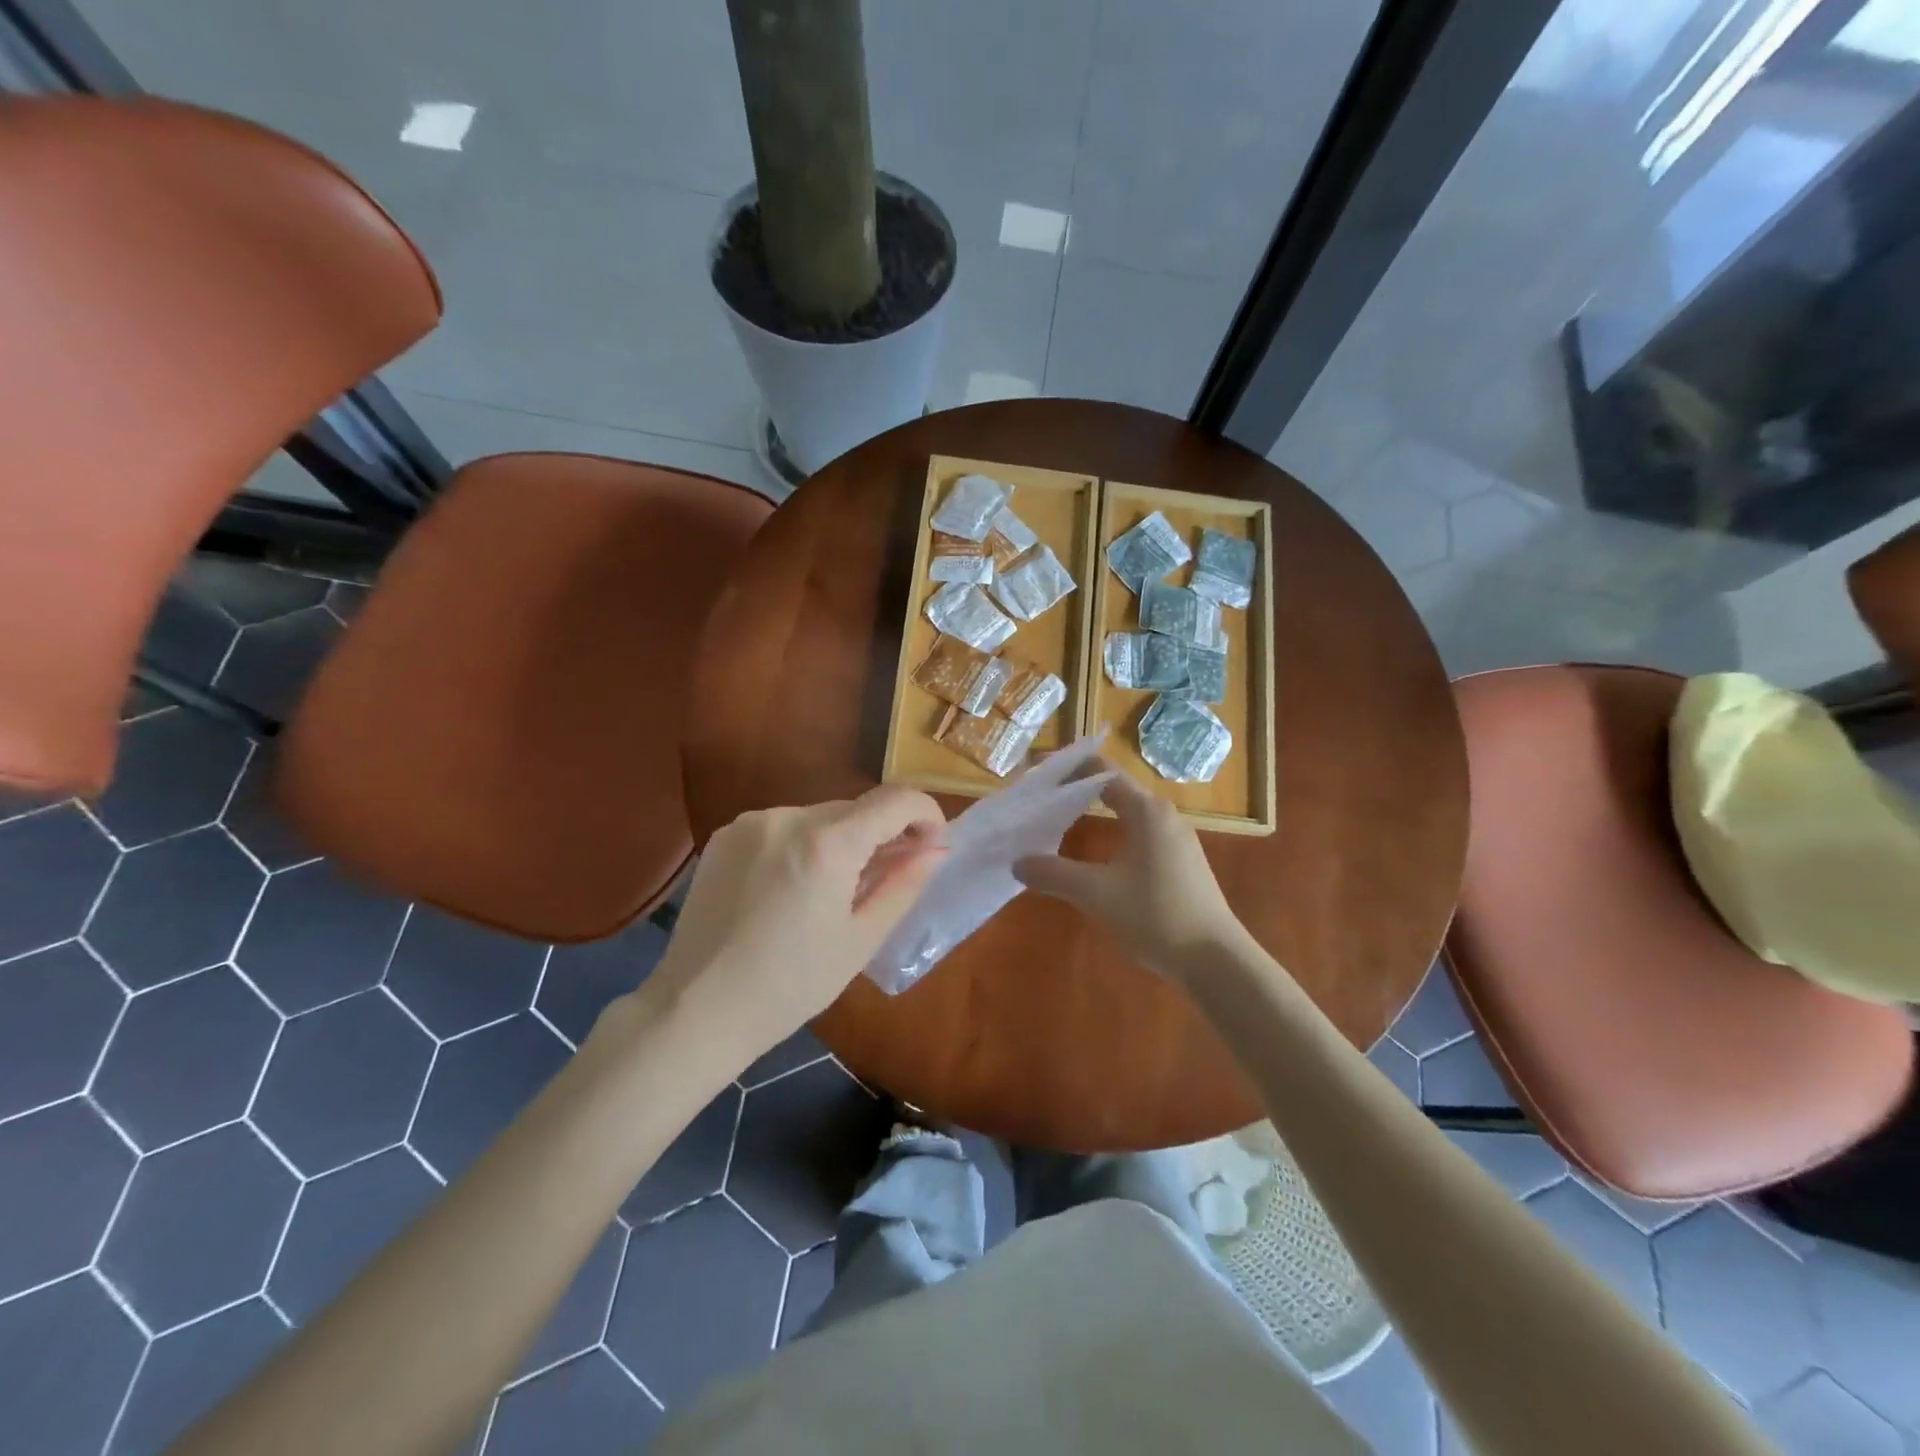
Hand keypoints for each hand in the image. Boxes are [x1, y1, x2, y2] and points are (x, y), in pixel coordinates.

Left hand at [634, 786, 946, 1067]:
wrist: (696, 1009)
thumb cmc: (790, 984)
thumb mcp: (860, 940)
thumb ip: (903, 885)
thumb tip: (935, 849)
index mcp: (827, 843)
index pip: (895, 800)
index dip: (925, 813)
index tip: (932, 843)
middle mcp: (788, 816)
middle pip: (855, 809)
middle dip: (881, 834)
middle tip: (887, 877)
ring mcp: (751, 823)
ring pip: (818, 817)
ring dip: (840, 841)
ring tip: (832, 891)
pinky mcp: (725, 836)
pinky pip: (782, 827)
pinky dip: (802, 845)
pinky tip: (791, 889)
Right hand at [1014, 769, 1250, 980]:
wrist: (1216, 961)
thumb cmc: (1156, 916)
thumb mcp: (1096, 894)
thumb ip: (1054, 874)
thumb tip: (1018, 862)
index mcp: (1147, 811)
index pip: (1101, 772)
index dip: (1066, 768)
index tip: (1035, 772)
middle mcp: (1164, 816)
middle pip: (1114, 789)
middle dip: (1076, 788)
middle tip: (1040, 797)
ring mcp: (1176, 839)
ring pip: (1128, 812)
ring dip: (1094, 811)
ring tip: (1059, 819)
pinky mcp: (1181, 862)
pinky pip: (1139, 833)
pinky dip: (1112, 831)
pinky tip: (1095, 854)